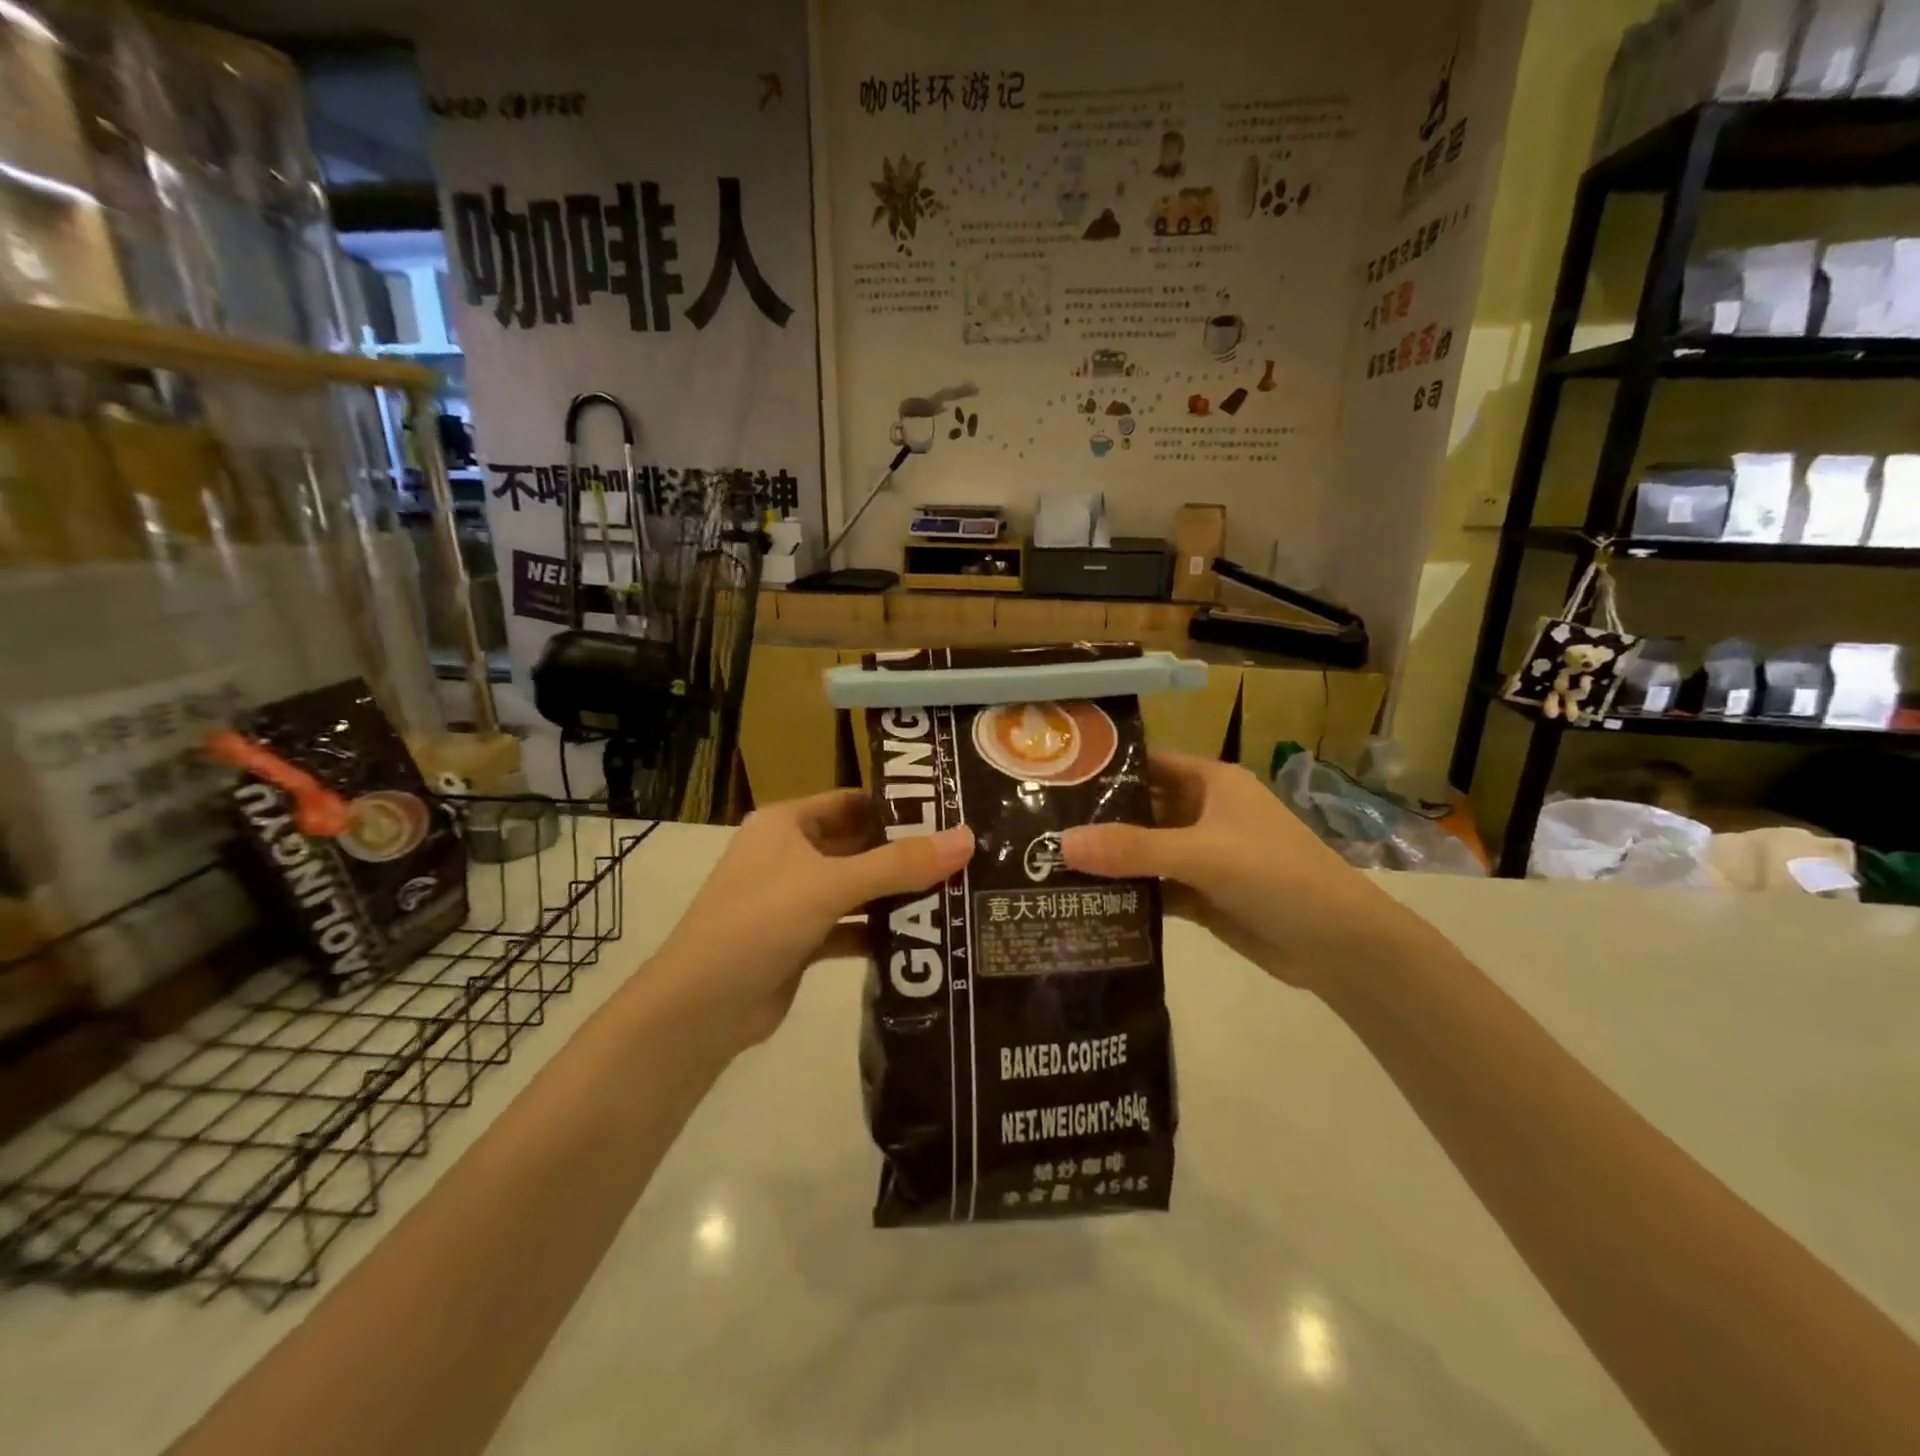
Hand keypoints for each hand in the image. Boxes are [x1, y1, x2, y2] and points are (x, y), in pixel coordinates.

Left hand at [651, 790, 972, 1051]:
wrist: (698, 1011)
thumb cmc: (758, 923)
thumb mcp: (831, 885)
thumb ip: (899, 864)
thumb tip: (967, 839)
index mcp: (787, 825)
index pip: (852, 801)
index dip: (898, 805)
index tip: (951, 812)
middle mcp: (790, 855)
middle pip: (859, 845)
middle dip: (905, 853)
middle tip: (965, 856)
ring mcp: (794, 900)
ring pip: (857, 889)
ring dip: (896, 894)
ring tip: (957, 893)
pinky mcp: (801, 942)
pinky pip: (850, 926)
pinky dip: (879, 931)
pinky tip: (922, 937)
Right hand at [1060, 751, 1433, 995]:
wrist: (1339, 946)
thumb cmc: (1277, 876)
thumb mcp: (1203, 854)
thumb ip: (1133, 849)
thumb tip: (1060, 843)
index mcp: (1211, 783)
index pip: (1148, 763)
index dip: (1106, 766)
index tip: (1055, 776)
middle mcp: (1204, 813)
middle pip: (1141, 808)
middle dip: (1098, 818)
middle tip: (1038, 827)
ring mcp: (1202, 856)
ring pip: (1144, 851)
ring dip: (1108, 859)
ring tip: (1047, 864)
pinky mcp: (1202, 895)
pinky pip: (1155, 887)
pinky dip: (1127, 893)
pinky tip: (1084, 900)